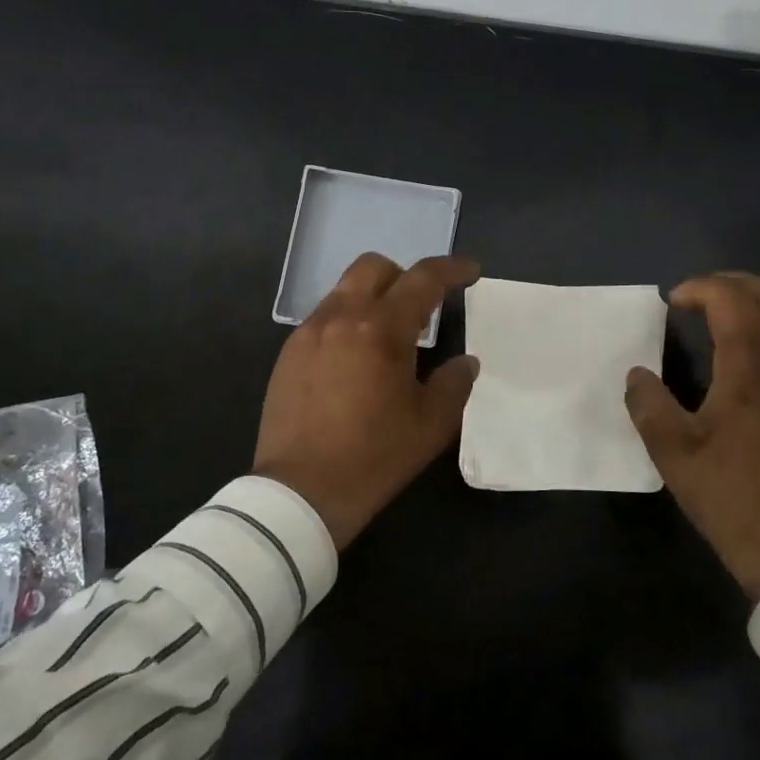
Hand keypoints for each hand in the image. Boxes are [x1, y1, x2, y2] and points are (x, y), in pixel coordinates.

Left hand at [255, 252, 480, 548]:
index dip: (452, 269)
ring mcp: (308, 333)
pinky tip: (354, 361)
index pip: (423, 279)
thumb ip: (455, 383)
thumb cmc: (374, 457)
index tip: (471, 272)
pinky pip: (324, 319)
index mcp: (381, 328)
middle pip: (374, 267)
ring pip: (344, 290)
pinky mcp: (288, 354)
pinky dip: (347, 323)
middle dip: (403, 276)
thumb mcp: (431, 424)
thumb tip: (466, 362)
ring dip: (372, 299)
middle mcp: (341, 317)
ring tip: (386, 338)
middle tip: (421, 307)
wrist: (299, 493)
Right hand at [624, 272, 759, 599]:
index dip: (703, 288)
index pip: (735, 303)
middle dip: (737, 283)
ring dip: (756, 304)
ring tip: (718, 317)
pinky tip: (740, 358)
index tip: (673, 301)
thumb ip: (648, 405)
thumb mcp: (673, 454)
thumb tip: (638, 375)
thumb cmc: (730, 498)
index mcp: (752, 374)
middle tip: (701, 294)